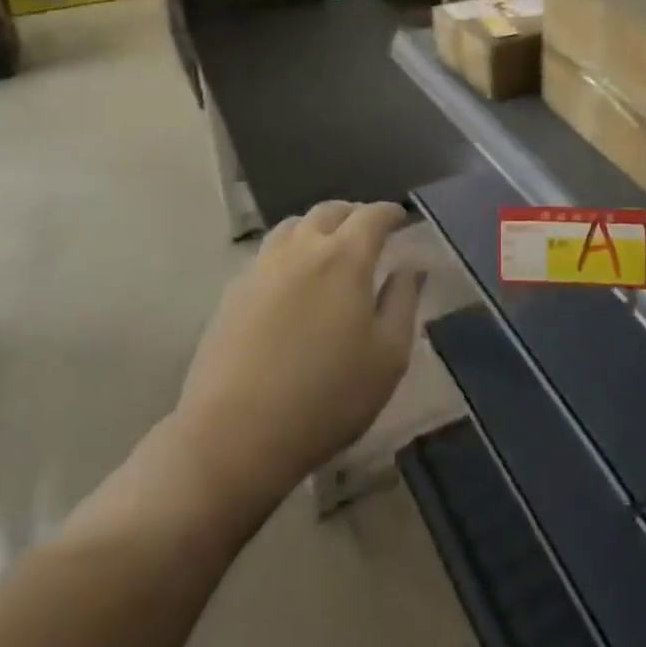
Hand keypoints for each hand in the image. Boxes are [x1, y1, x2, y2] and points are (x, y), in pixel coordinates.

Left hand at [163, 201, 423, 522]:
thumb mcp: (388, 356)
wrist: (234, 436)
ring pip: (294, 226)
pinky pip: (269, 252)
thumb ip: (403, 301)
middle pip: (330, 211)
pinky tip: (294, 279)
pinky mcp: (234, 291)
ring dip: (318, 227)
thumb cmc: (326, 398)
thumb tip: (411, 266)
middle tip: (369, 231)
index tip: (402, 218)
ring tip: (330, 248)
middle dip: (354, 214)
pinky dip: (290, 250)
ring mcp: (262, 267)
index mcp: (345, 258)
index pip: (372, 215)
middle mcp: (302, 249)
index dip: (391, 212)